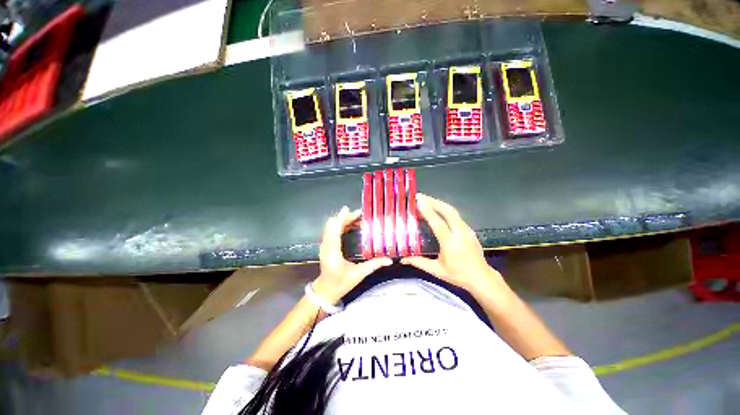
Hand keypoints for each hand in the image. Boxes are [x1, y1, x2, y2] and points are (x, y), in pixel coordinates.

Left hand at [313, 206, 392, 303]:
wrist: (325, 291)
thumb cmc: (341, 283)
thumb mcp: (358, 275)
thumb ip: (373, 265)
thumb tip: (389, 260)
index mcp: (333, 252)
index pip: (335, 230)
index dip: (341, 218)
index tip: (349, 210)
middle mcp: (326, 246)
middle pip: (332, 225)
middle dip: (345, 217)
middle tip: (360, 215)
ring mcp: (324, 245)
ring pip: (331, 226)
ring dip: (342, 220)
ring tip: (357, 219)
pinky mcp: (325, 246)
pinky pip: (331, 231)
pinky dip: (340, 225)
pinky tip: (351, 226)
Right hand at [401, 194, 505, 293]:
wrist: (481, 278)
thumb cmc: (457, 275)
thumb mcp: (436, 270)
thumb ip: (419, 262)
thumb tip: (402, 259)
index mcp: (450, 243)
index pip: (438, 223)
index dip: (428, 211)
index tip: (418, 201)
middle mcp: (460, 233)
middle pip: (447, 211)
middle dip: (433, 201)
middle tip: (420, 196)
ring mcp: (466, 230)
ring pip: (453, 211)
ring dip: (439, 203)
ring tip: (427, 199)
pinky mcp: (469, 230)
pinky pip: (456, 215)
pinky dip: (445, 209)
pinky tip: (438, 208)